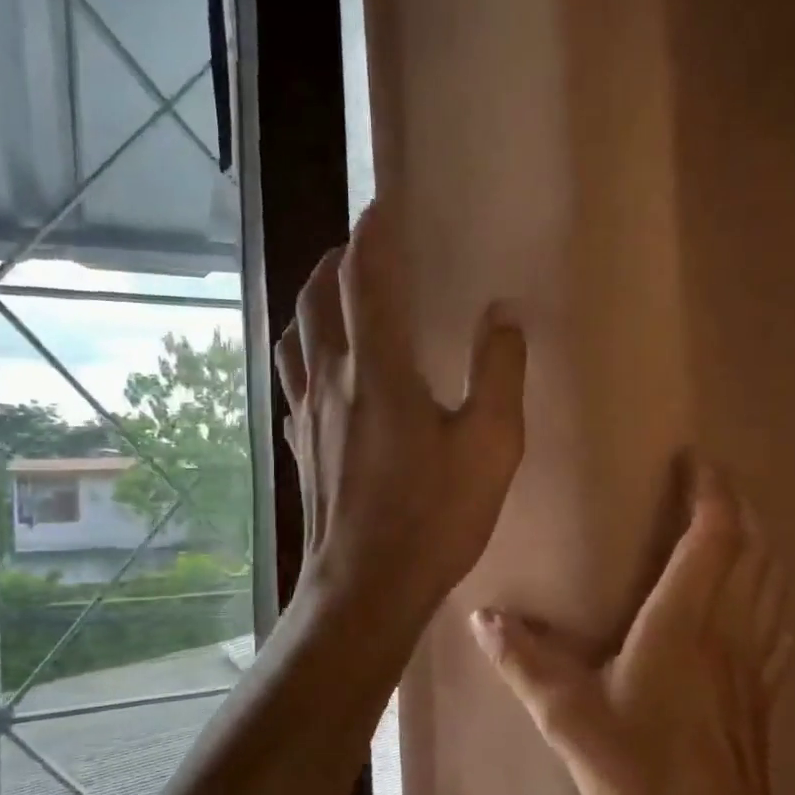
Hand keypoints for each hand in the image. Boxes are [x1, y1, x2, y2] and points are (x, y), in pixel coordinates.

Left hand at [277, 202, 526, 634]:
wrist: (365, 589)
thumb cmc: (434, 520)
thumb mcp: (490, 447)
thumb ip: (498, 373)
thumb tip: (502, 314)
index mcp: (378, 370)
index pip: (365, 277)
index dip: (374, 234)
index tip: (386, 205)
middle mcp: (331, 379)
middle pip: (317, 295)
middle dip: (337, 258)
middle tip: (364, 245)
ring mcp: (306, 414)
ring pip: (295, 334)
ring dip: (312, 300)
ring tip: (336, 293)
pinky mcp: (299, 445)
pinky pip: (292, 379)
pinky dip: (304, 352)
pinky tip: (320, 369)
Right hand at [470, 465, 793, 794]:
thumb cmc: (641, 773)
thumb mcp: (569, 717)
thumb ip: (525, 663)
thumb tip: (482, 617)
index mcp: (685, 621)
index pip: (713, 535)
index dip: (709, 490)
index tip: (694, 460)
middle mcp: (729, 628)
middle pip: (752, 546)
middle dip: (736, 504)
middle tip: (710, 482)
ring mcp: (755, 660)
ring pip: (772, 579)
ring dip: (758, 540)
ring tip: (734, 524)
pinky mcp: (766, 690)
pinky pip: (777, 620)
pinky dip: (770, 589)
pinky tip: (758, 597)